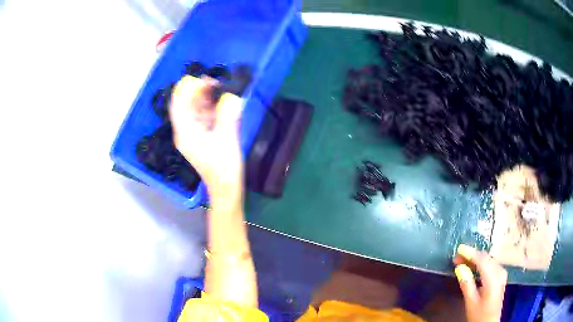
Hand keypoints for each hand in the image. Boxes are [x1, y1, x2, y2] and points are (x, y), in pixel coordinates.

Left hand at [169, 76, 243, 198]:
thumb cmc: (225, 167)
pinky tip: (218, 103)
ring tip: (218, 89)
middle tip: (214, 82)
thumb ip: (227, 115)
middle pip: (183, 105)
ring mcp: (191, 134)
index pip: (178, 104)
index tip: (203, 79)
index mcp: (185, 132)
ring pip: (191, 110)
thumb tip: (230, 97)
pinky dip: (207, 107)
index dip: (187, 89)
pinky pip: (199, 117)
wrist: (225, 188)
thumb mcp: (228, 139)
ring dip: (202, 98)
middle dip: (196, 91)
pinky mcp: (199, 137)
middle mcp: (184, 131)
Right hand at [454, 244, 507, 321]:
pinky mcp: (501, 276)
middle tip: (458, 257)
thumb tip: (459, 268)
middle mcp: (500, 272)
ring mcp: (502, 273)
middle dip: (472, 255)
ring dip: (476, 259)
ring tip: (463, 261)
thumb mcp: (471, 302)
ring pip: (488, 260)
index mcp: (493, 278)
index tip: (459, 249)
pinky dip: (481, 263)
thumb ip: (466, 284)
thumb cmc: (479, 315)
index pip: (482, 260)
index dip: (470, 253)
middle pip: (486, 258)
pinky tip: (474, 266)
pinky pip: (491, 264)